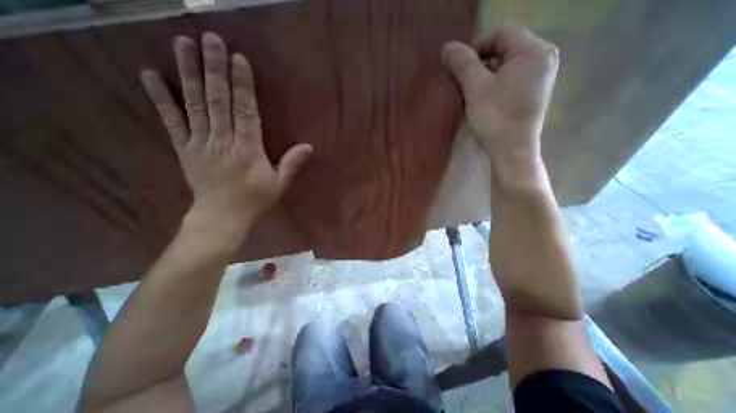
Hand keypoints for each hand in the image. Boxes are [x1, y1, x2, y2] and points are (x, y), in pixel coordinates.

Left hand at [140, 31, 310, 230]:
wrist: (222, 216)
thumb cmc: (254, 200)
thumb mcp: (279, 184)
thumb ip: (292, 164)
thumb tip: (309, 147)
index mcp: (247, 149)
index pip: (245, 112)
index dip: (242, 86)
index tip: (239, 60)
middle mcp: (223, 141)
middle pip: (218, 101)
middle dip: (215, 69)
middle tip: (211, 38)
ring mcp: (200, 143)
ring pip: (195, 104)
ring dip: (189, 73)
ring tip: (183, 44)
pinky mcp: (184, 148)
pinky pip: (172, 120)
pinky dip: (161, 98)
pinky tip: (150, 74)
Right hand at [443, 25, 557, 173]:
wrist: (512, 151)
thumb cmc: (495, 118)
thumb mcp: (476, 89)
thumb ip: (462, 64)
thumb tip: (446, 47)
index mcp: (534, 51)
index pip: (501, 33)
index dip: (476, 46)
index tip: (458, 66)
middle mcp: (542, 58)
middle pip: (505, 47)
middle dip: (479, 61)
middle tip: (462, 81)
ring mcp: (539, 76)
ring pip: (506, 64)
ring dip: (484, 74)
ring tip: (470, 91)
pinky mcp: (532, 92)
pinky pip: (510, 78)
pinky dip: (494, 83)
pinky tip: (482, 98)